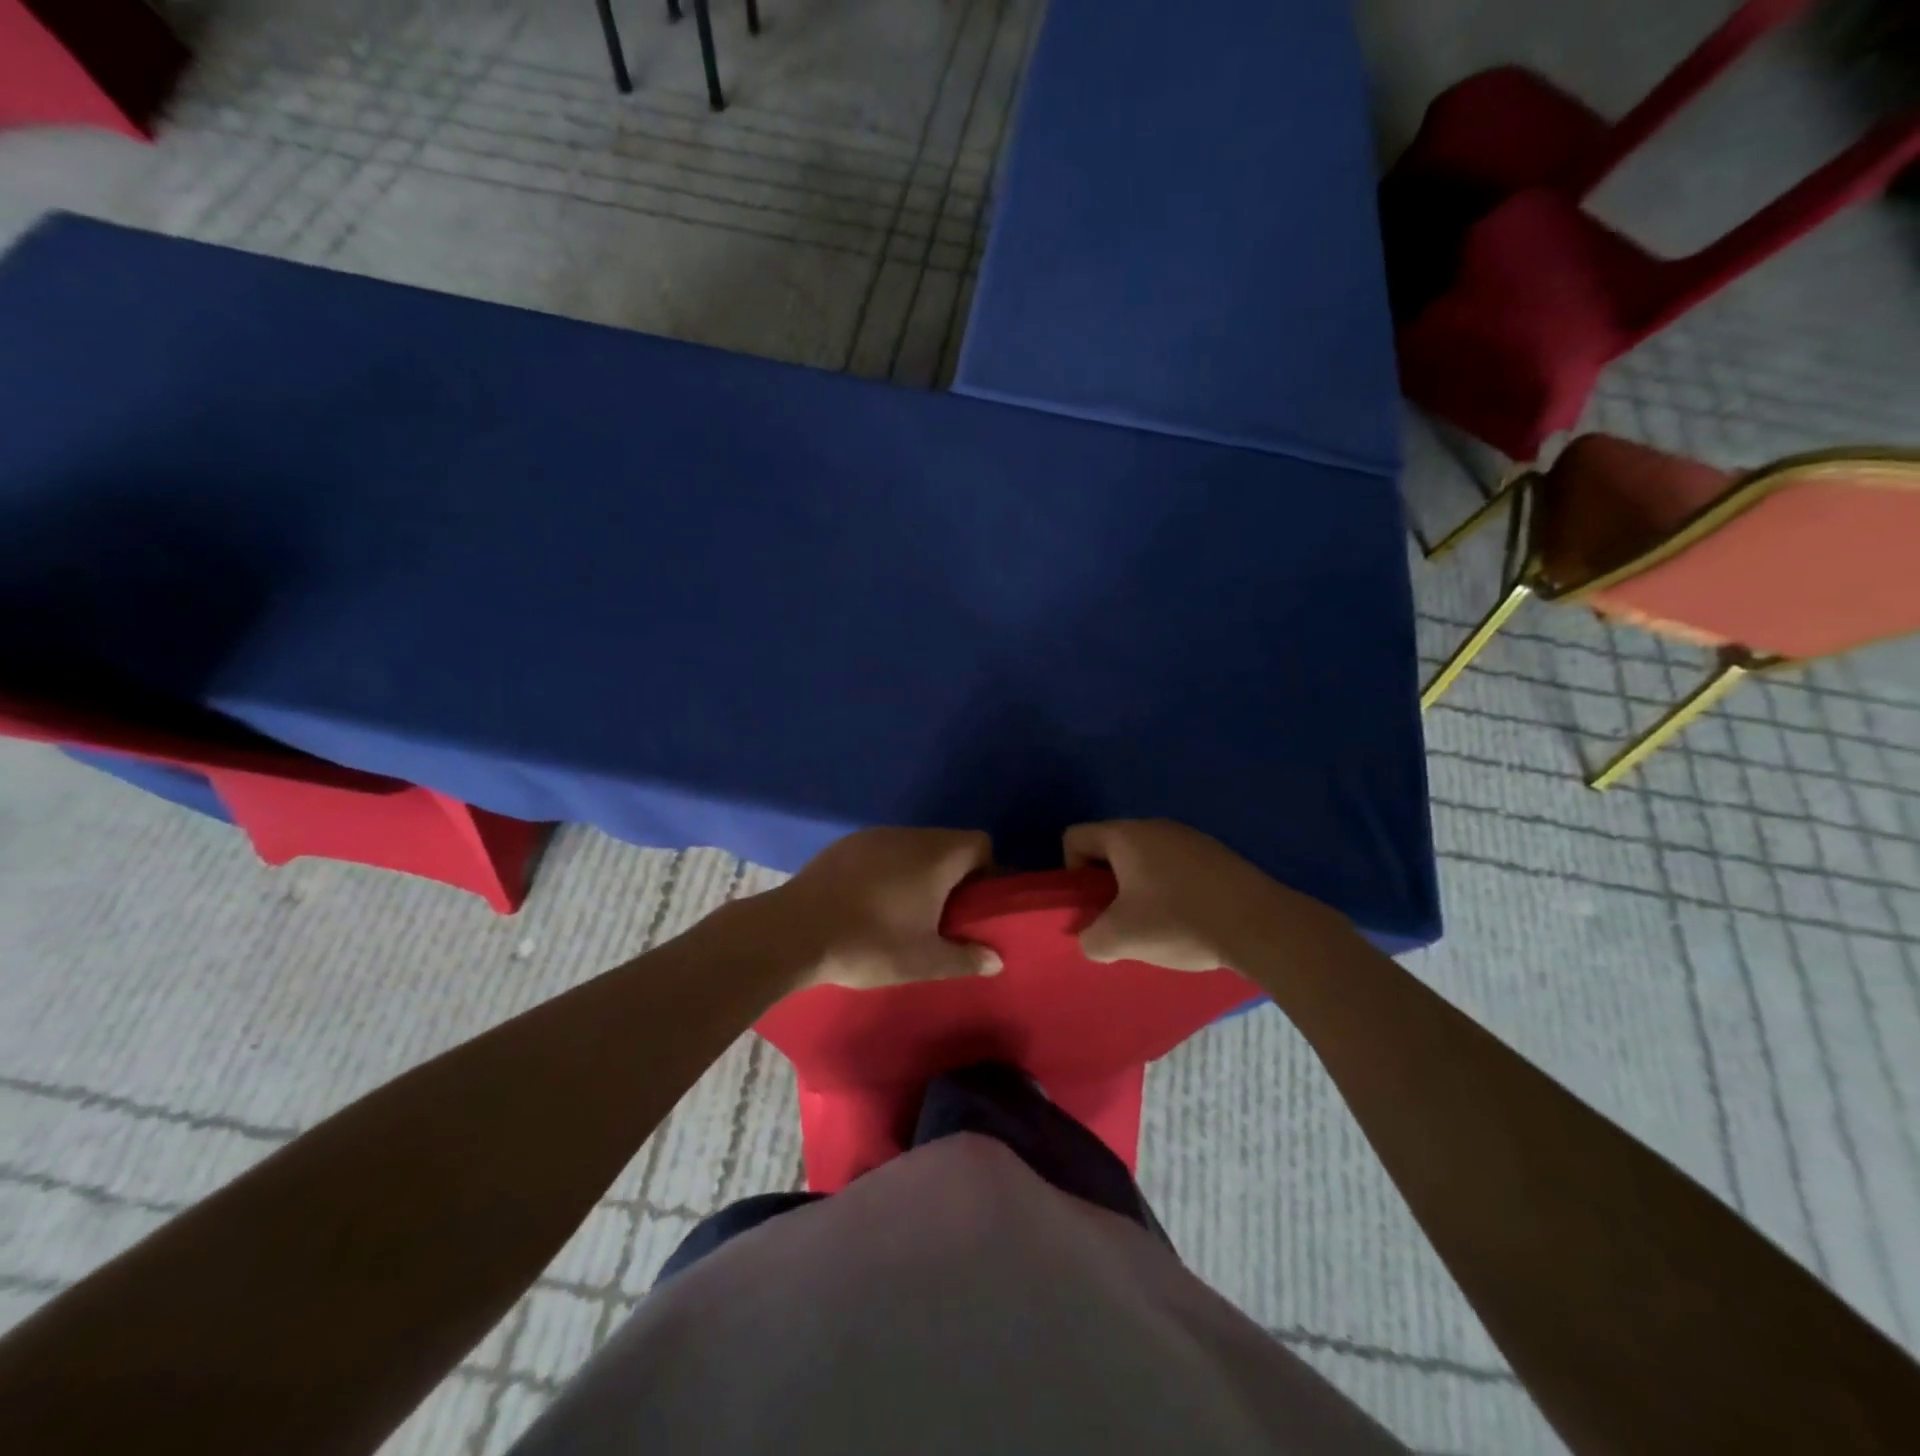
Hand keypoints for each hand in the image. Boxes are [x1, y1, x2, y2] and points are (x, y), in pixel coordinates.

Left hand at [766, 828, 1001, 989]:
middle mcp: (908, 835)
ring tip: (903, 910)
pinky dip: (885, 869)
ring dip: (917, 871)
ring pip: (911, 846)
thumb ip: (966, 958)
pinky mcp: (843, 845)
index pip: (980, 843)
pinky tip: (868, 902)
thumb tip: (996, 959)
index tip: (973, 904)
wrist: (795, 931)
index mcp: (936, 856)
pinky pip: (880, 850)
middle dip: (951, 874)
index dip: (985, 870)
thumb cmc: (870, 943)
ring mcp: (872, 836)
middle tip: (941, 914)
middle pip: (946, 843)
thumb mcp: (924, 962)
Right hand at [1063, 818, 1341, 972]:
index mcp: (1126, 836)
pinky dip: (1171, 890)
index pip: (1075, 837)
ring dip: (1140, 889)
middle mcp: (1155, 826)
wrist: (1262, 926)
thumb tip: (1093, 939)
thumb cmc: (1179, 922)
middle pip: (1111, 848)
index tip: (1092, 904)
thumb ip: (1091, 939)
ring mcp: (1190, 838)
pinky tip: (1189, 921)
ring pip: (1145, 859)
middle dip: (1106, 885)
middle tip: (1121, 921)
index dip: (1071, 871)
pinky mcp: (1217, 855)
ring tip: (1157, 926)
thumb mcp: (1121, 939)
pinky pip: (1176, 867)